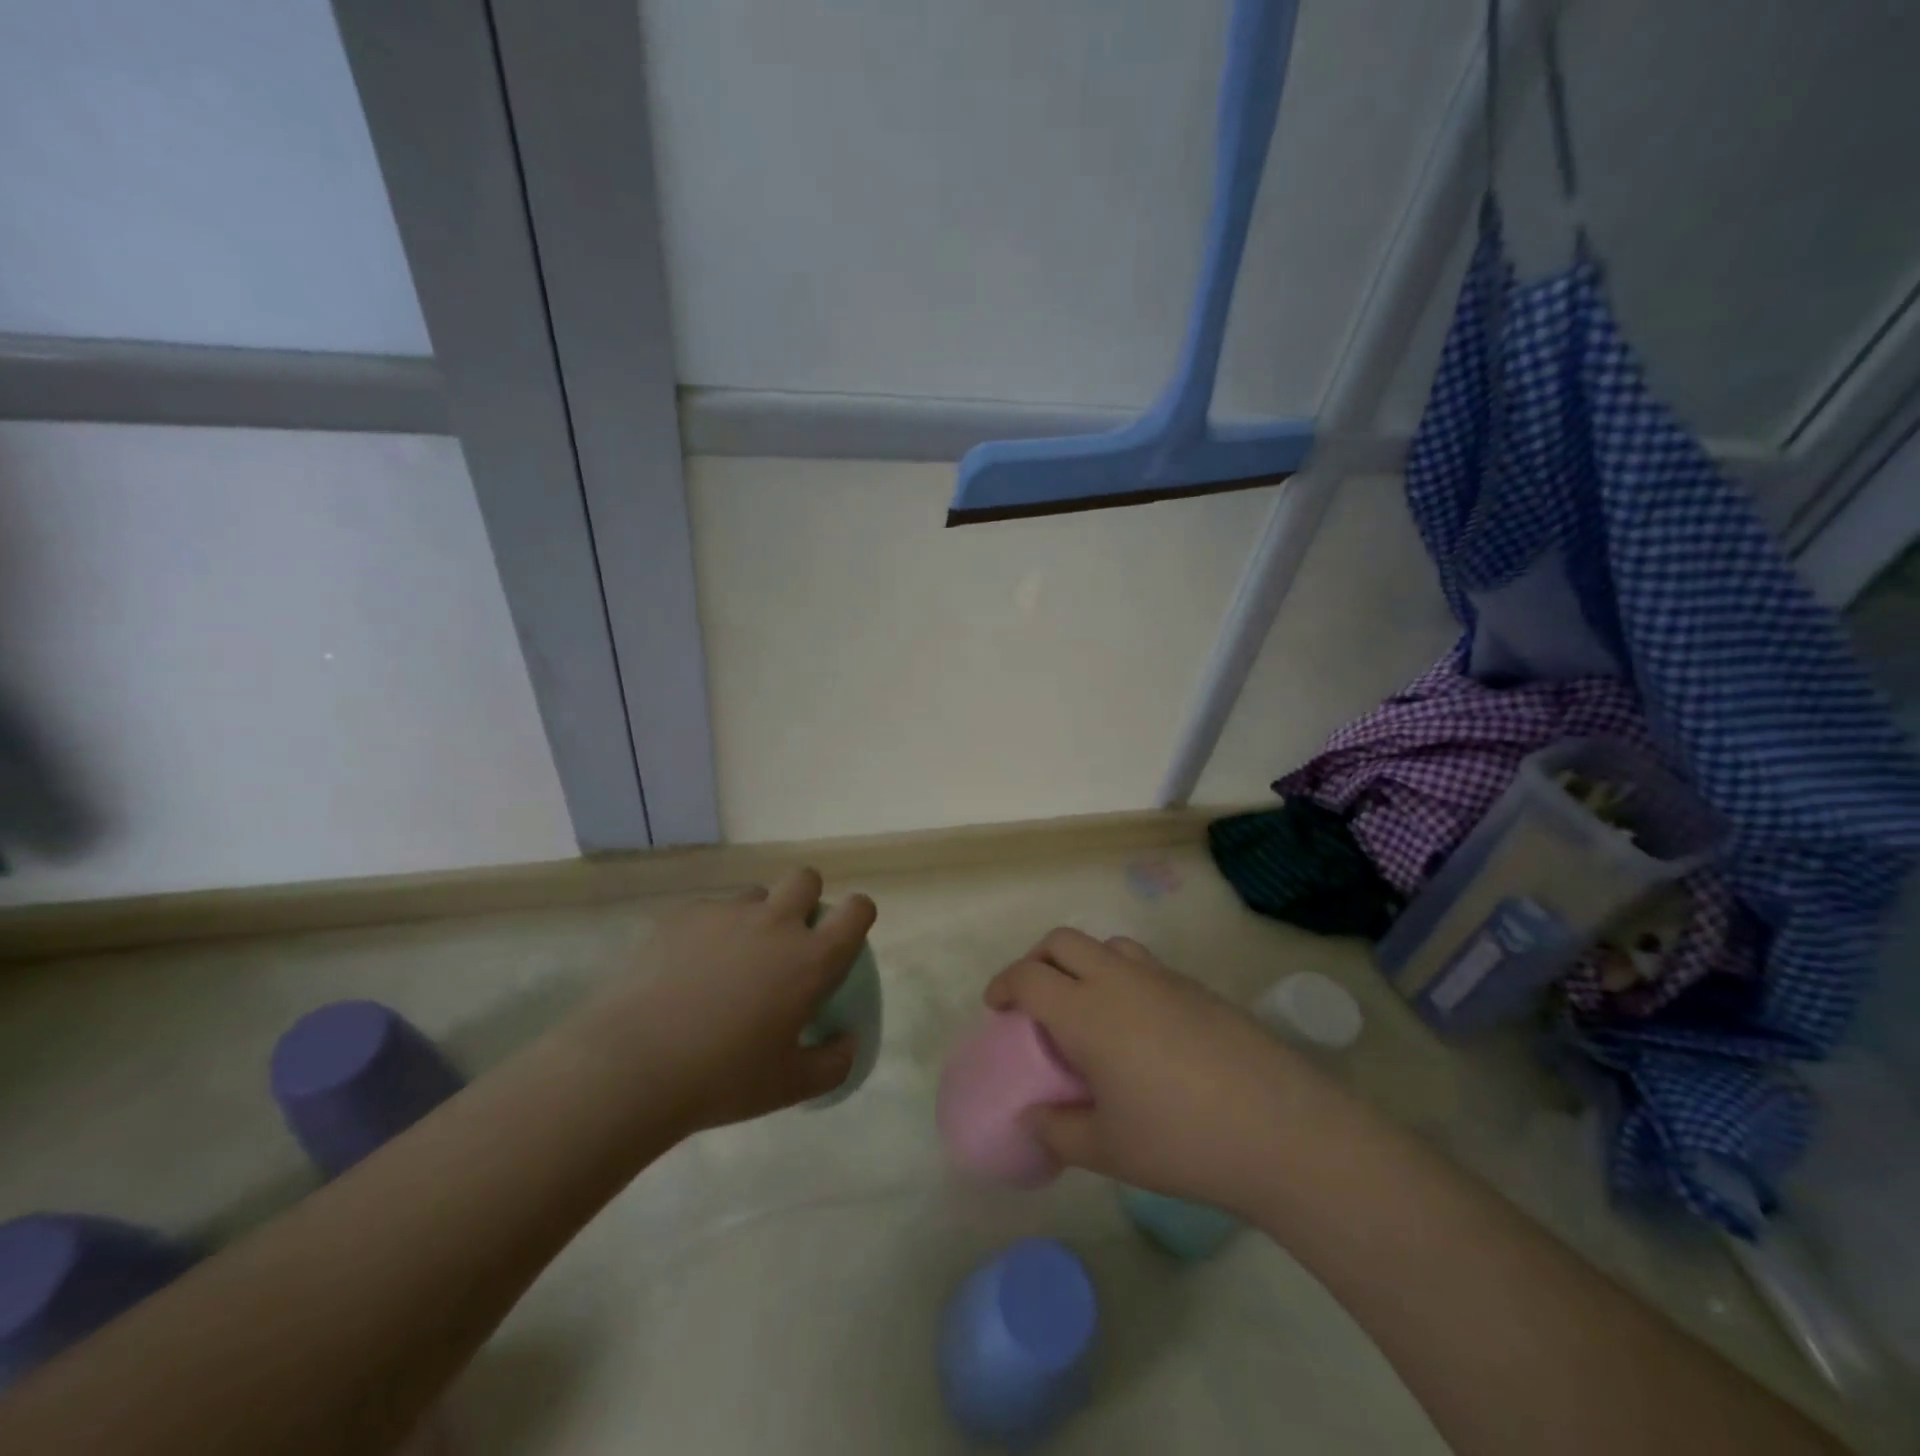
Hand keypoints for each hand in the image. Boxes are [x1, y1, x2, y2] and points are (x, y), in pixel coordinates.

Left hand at [572, 867, 875, 1136]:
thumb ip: (833, 1063)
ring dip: (756, 917)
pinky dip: (710, 932)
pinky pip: (710, 912)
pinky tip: (687, 971)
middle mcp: (775, 922)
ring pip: (755, 895)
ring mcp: (726, 913)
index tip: (845, 935)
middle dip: (806, 898)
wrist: (632, 1065)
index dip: (858, 915)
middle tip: (789, 940)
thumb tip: (848, 1041)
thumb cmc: (723, 1079)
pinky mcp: (683, 916)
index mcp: (811, 958)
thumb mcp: (790, 1087)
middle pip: (806, 879)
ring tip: (731, 961)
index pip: (857, 910)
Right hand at [985, 929, 1317, 1213]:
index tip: (997, 1008)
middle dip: (1037, 960)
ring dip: (1081, 961)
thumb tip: (1033, 1120)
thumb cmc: (1182, 1140)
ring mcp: (1161, 978)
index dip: (1004, 985)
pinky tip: (1137, 1026)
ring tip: (1085, 1005)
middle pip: (1062, 941)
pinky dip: (1120, 976)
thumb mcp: (1108, 1149)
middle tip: (1033, 999)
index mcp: (1087, 1012)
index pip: (1029, 977)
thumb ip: (1058, 1131)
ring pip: (1105, 944)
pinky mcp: (1196, 987)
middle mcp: (1119, 980)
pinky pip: (1142, 964)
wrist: (1281, 1128)